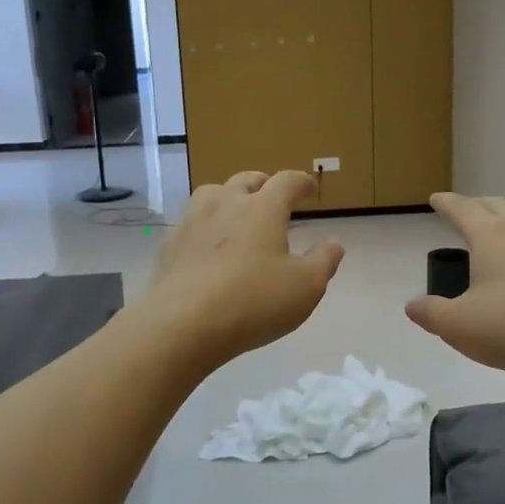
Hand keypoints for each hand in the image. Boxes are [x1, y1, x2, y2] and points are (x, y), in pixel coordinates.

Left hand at [140, 170, 343, 370]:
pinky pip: (192, 223)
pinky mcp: (170, 245)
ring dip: (229, 197)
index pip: (287, 181)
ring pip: (212, 193)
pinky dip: (205, 225)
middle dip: (264, 184)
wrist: (183, 323)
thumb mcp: (306, 286)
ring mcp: (193, 222)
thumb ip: (324, 260)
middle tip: (273, 196)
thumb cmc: (254, 301)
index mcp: (263, 208)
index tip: (310, 188)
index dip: (302, 182)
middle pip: (247, 179)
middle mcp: (226, 204)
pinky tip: (208, 245)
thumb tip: (334, 241)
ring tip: (237, 212)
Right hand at [406, 193, 504, 384]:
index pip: (462, 208)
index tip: (436, 199)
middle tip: (466, 214)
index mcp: (492, 234)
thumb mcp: (460, 326)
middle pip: (497, 205)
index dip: (446, 203)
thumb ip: (432, 313)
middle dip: (477, 207)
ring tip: (502, 236)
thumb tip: (413, 305)